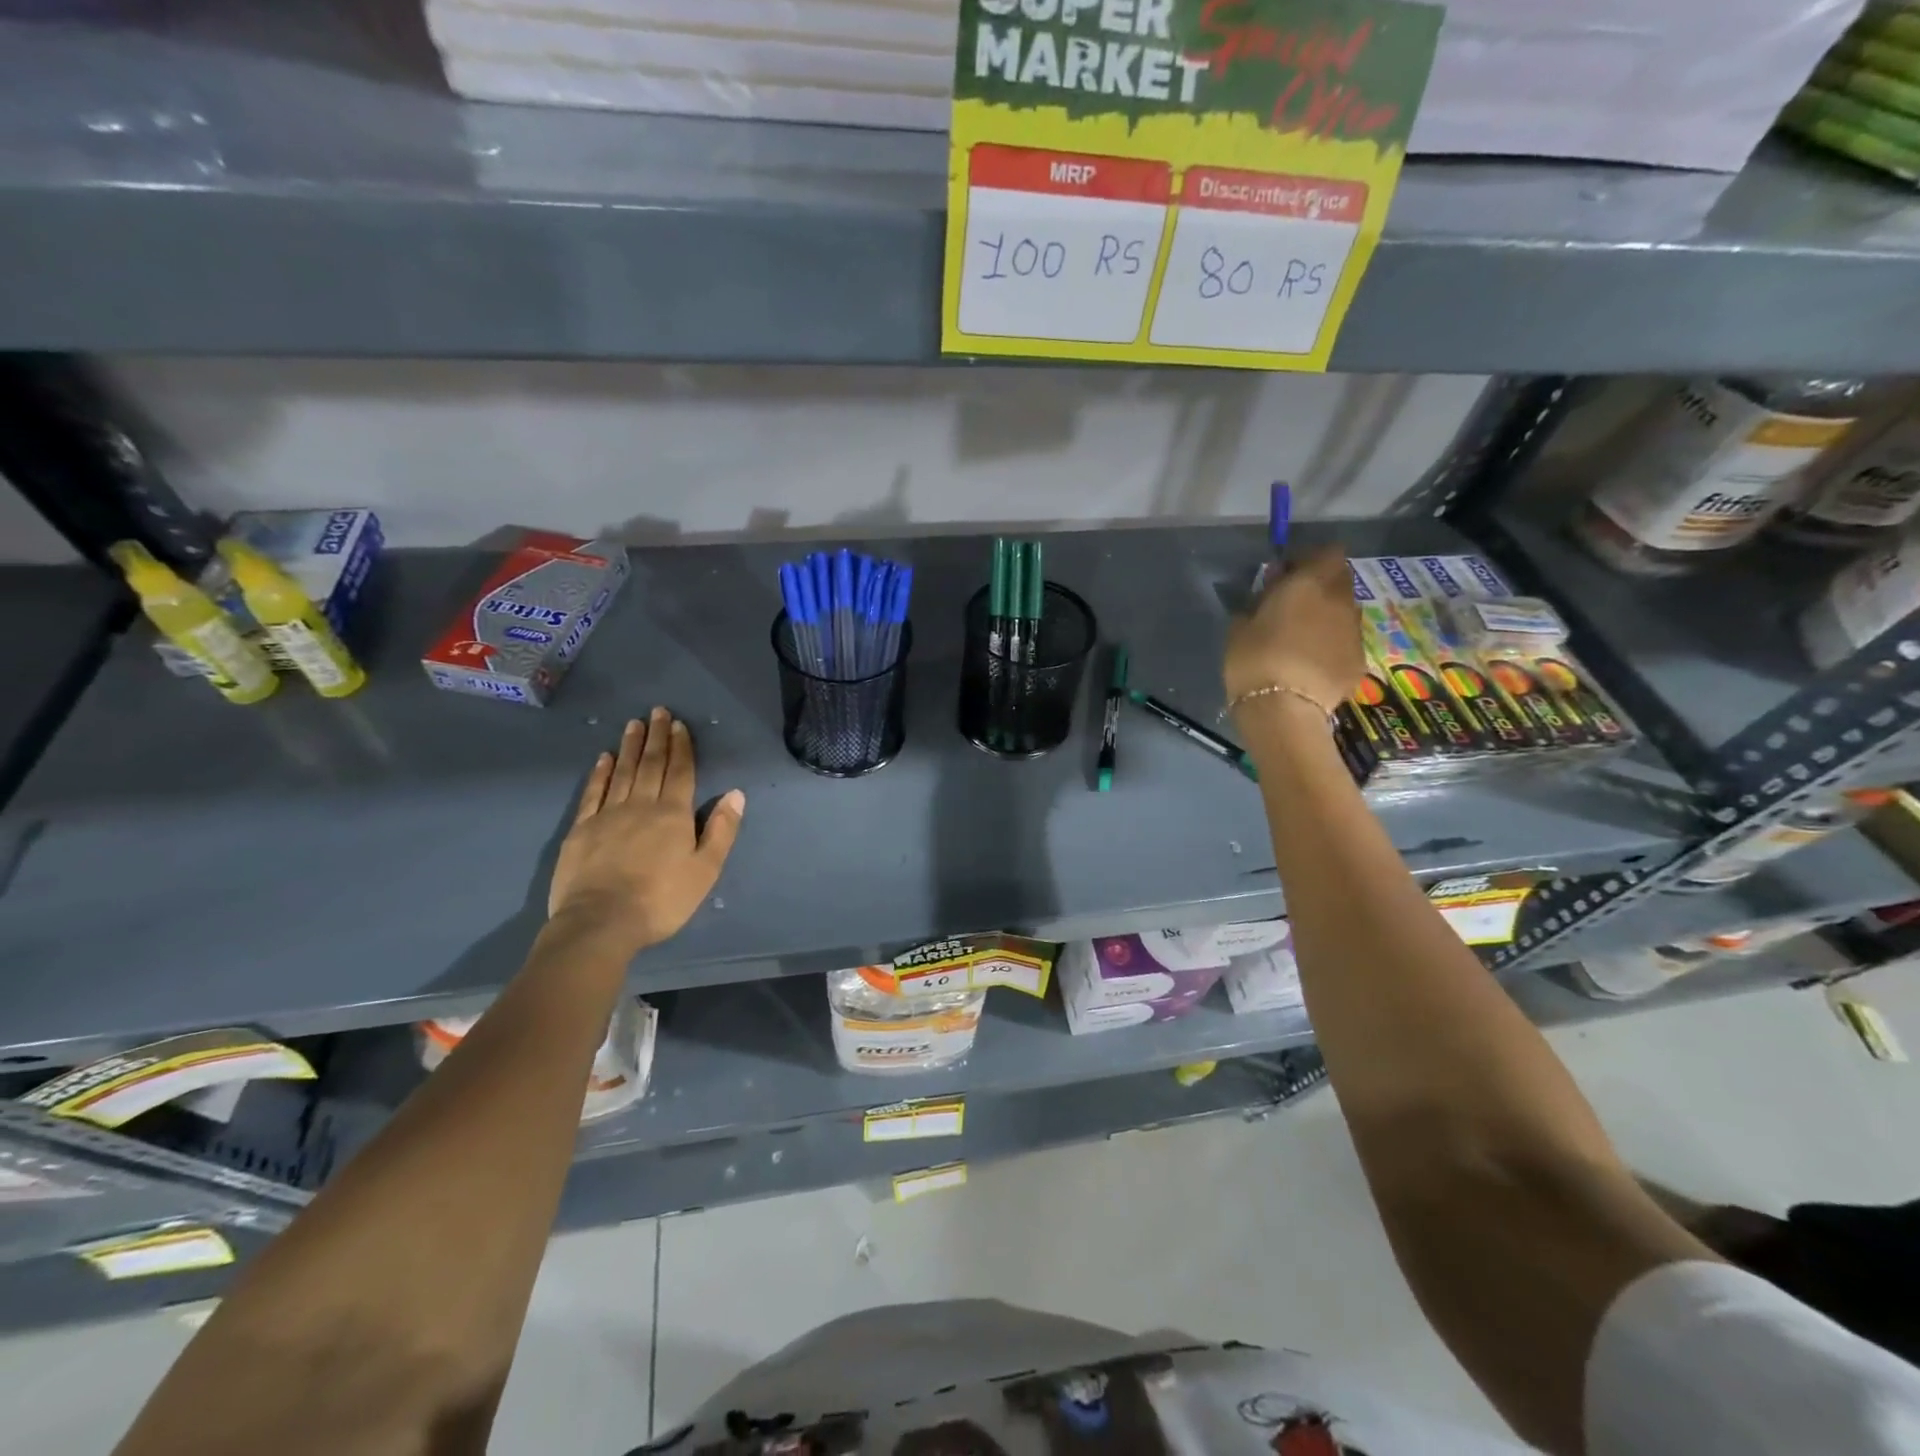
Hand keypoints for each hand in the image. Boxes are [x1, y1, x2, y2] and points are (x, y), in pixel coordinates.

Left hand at [547, 709, 745, 954]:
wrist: (601, 922)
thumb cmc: (661, 900)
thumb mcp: (705, 870)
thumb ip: (721, 830)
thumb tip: (736, 794)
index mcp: (673, 814)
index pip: (680, 772)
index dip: (682, 748)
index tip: (679, 725)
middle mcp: (641, 805)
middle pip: (651, 764)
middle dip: (657, 737)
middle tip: (657, 711)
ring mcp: (608, 815)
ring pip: (622, 772)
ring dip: (630, 747)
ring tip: (634, 724)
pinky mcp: (581, 829)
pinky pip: (593, 792)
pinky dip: (600, 772)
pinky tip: (604, 758)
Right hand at [1223, 544, 1365, 714]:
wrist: (1284, 710)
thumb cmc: (1254, 660)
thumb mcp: (1240, 625)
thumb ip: (1259, 601)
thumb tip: (1270, 593)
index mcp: (1311, 584)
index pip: (1327, 552)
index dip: (1308, 560)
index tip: (1284, 575)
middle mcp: (1340, 601)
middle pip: (1340, 580)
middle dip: (1320, 586)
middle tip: (1293, 604)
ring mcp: (1353, 632)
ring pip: (1344, 611)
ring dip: (1326, 616)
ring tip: (1301, 638)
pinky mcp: (1358, 661)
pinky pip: (1344, 642)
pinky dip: (1331, 645)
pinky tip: (1310, 664)